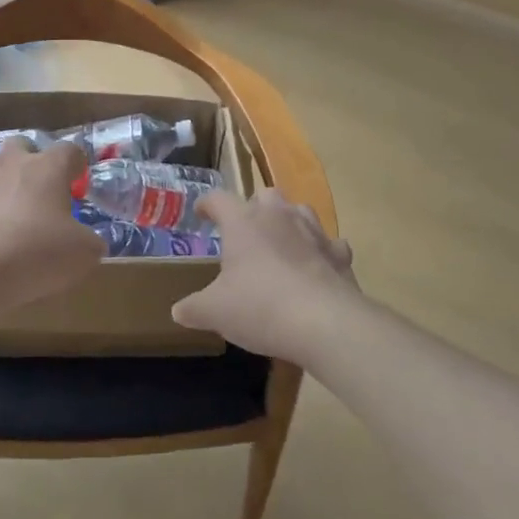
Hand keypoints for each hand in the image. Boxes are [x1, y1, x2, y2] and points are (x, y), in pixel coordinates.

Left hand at [0, 138, 103, 317]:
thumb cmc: (36, 254)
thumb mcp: (83, 254)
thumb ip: (89, 241)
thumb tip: (88, 241)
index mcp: (48, 168)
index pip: (69, 150)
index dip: (76, 164)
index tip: (78, 181)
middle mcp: (11, 162)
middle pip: (22, 145)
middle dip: (30, 161)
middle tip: (37, 191)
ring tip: (2, 204)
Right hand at [171, 188, 360, 362]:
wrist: (325, 323)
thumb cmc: (260, 307)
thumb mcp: (215, 312)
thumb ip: (194, 308)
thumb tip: (178, 311)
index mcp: (242, 222)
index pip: (218, 199)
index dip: (207, 204)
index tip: (201, 213)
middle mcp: (278, 216)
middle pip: (264, 195)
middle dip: (253, 208)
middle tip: (245, 231)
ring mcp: (313, 231)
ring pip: (299, 210)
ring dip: (288, 221)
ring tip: (280, 242)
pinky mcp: (339, 254)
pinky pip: (329, 243)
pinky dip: (321, 250)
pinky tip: (316, 265)